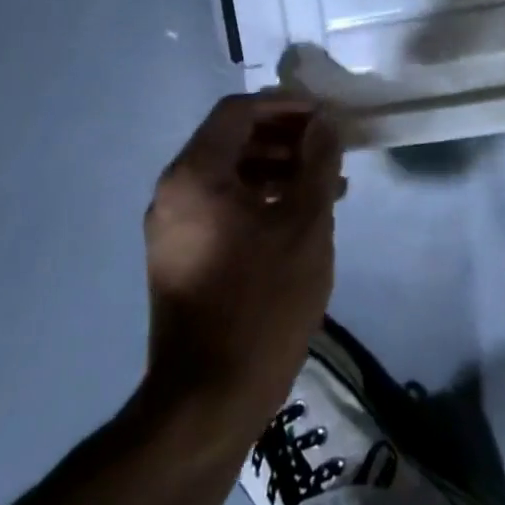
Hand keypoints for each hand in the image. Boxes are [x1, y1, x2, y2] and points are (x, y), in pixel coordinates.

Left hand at [140, 94, 344, 442]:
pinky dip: (261, 198)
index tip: (325, 117)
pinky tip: (300, 215)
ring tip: (327, 183)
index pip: (238, 111)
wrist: (209, 399)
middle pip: (232, 139)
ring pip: (230, 174)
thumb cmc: (263, 300)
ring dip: (278, 168)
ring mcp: (173, 227)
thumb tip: (323, 122)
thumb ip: (317, 161)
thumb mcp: (305, 222)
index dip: (285, 105)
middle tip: (330, 148)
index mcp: (195, 176)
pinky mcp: (182, 255)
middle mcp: (174, 193)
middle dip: (285, 137)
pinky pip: (223, 205)